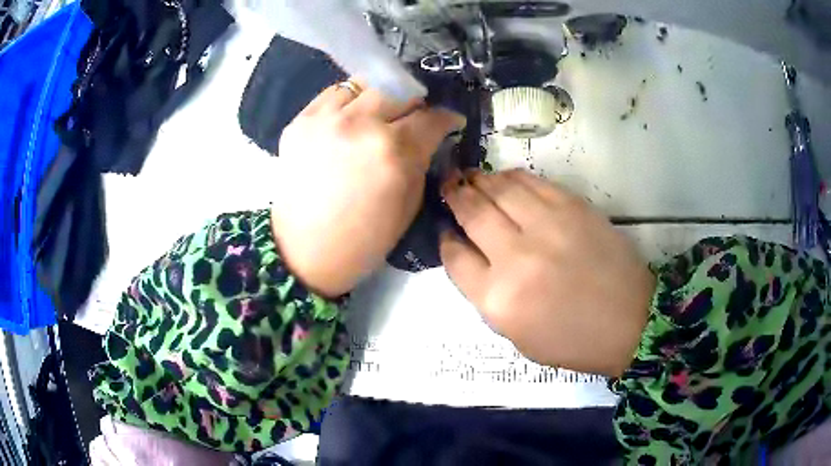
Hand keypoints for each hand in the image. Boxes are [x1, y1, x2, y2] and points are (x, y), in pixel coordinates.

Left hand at [271, 80, 465, 297]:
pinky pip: (333, 93)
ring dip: (380, 97)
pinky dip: (348, 101)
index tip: (450, 121)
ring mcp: (325, 119)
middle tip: (414, 117)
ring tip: (380, 113)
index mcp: (393, 152)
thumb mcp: (409, 205)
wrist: (304, 251)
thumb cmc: (363, 240)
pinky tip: (350, 118)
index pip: (432, 117)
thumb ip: (421, 161)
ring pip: (365, 84)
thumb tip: (428, 136)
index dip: (447, 118)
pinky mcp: (300, 121)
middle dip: (415, 103)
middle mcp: (360, 125)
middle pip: (400, 90)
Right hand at [440, 169, 654, 376]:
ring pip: (500, 188)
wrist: (629, 320)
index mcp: (499, 299)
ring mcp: (547, 226)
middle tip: (449, 185)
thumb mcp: (516, 334)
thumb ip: (486, 294)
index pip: (455, 256)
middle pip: (473, 213)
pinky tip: (505, 179)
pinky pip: (531, 181)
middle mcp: (517, 257)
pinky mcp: (572, 207)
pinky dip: (512, 177)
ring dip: (480, 180)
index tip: (446, 229)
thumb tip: (468, 252)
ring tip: (472, 177)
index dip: (446, 238)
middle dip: (455, 195)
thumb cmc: (571, 339)